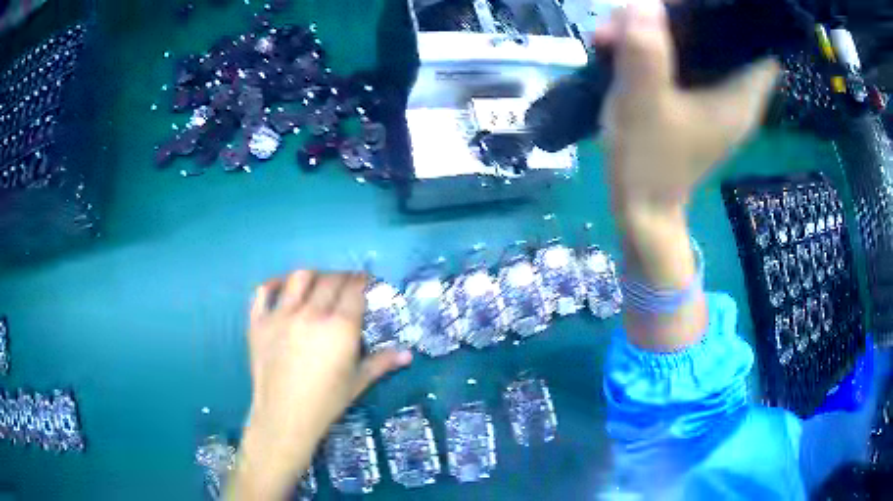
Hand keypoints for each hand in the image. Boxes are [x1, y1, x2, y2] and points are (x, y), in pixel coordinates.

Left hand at [228, 272, 411, 499]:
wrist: (284, 416)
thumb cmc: (326, 402)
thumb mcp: (358, 382)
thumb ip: (382, 363)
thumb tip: (408, 354)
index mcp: (340, 327)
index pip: (354, 289)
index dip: (362, 280)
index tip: (366, 281)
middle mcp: (311, 313)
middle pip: (329, 280)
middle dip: (342, 277)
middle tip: (346, 284)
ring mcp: (281, 315)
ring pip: (299, 278)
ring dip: (313, 276)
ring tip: (317, 284)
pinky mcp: (259, 322)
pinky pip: (263, 292)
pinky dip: (274, 284)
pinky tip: (283, 289)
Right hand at [596, 0, 778, 349]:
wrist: (642, 211)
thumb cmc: (649, 164)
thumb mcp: (643, 105)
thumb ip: (646, 51)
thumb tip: (643, 3)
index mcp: (740, 95)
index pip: (756, 40)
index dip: (729, 15)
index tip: (692, 7)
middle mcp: (735, 92)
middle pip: (718, 33)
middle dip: (677, 15)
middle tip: (634, 16)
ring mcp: (714, 95)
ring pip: (695, 42)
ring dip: (656, 29)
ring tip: (613, 35)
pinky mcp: (695, 99)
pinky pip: (680, 58)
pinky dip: (653, 46)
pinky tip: (620, 48)